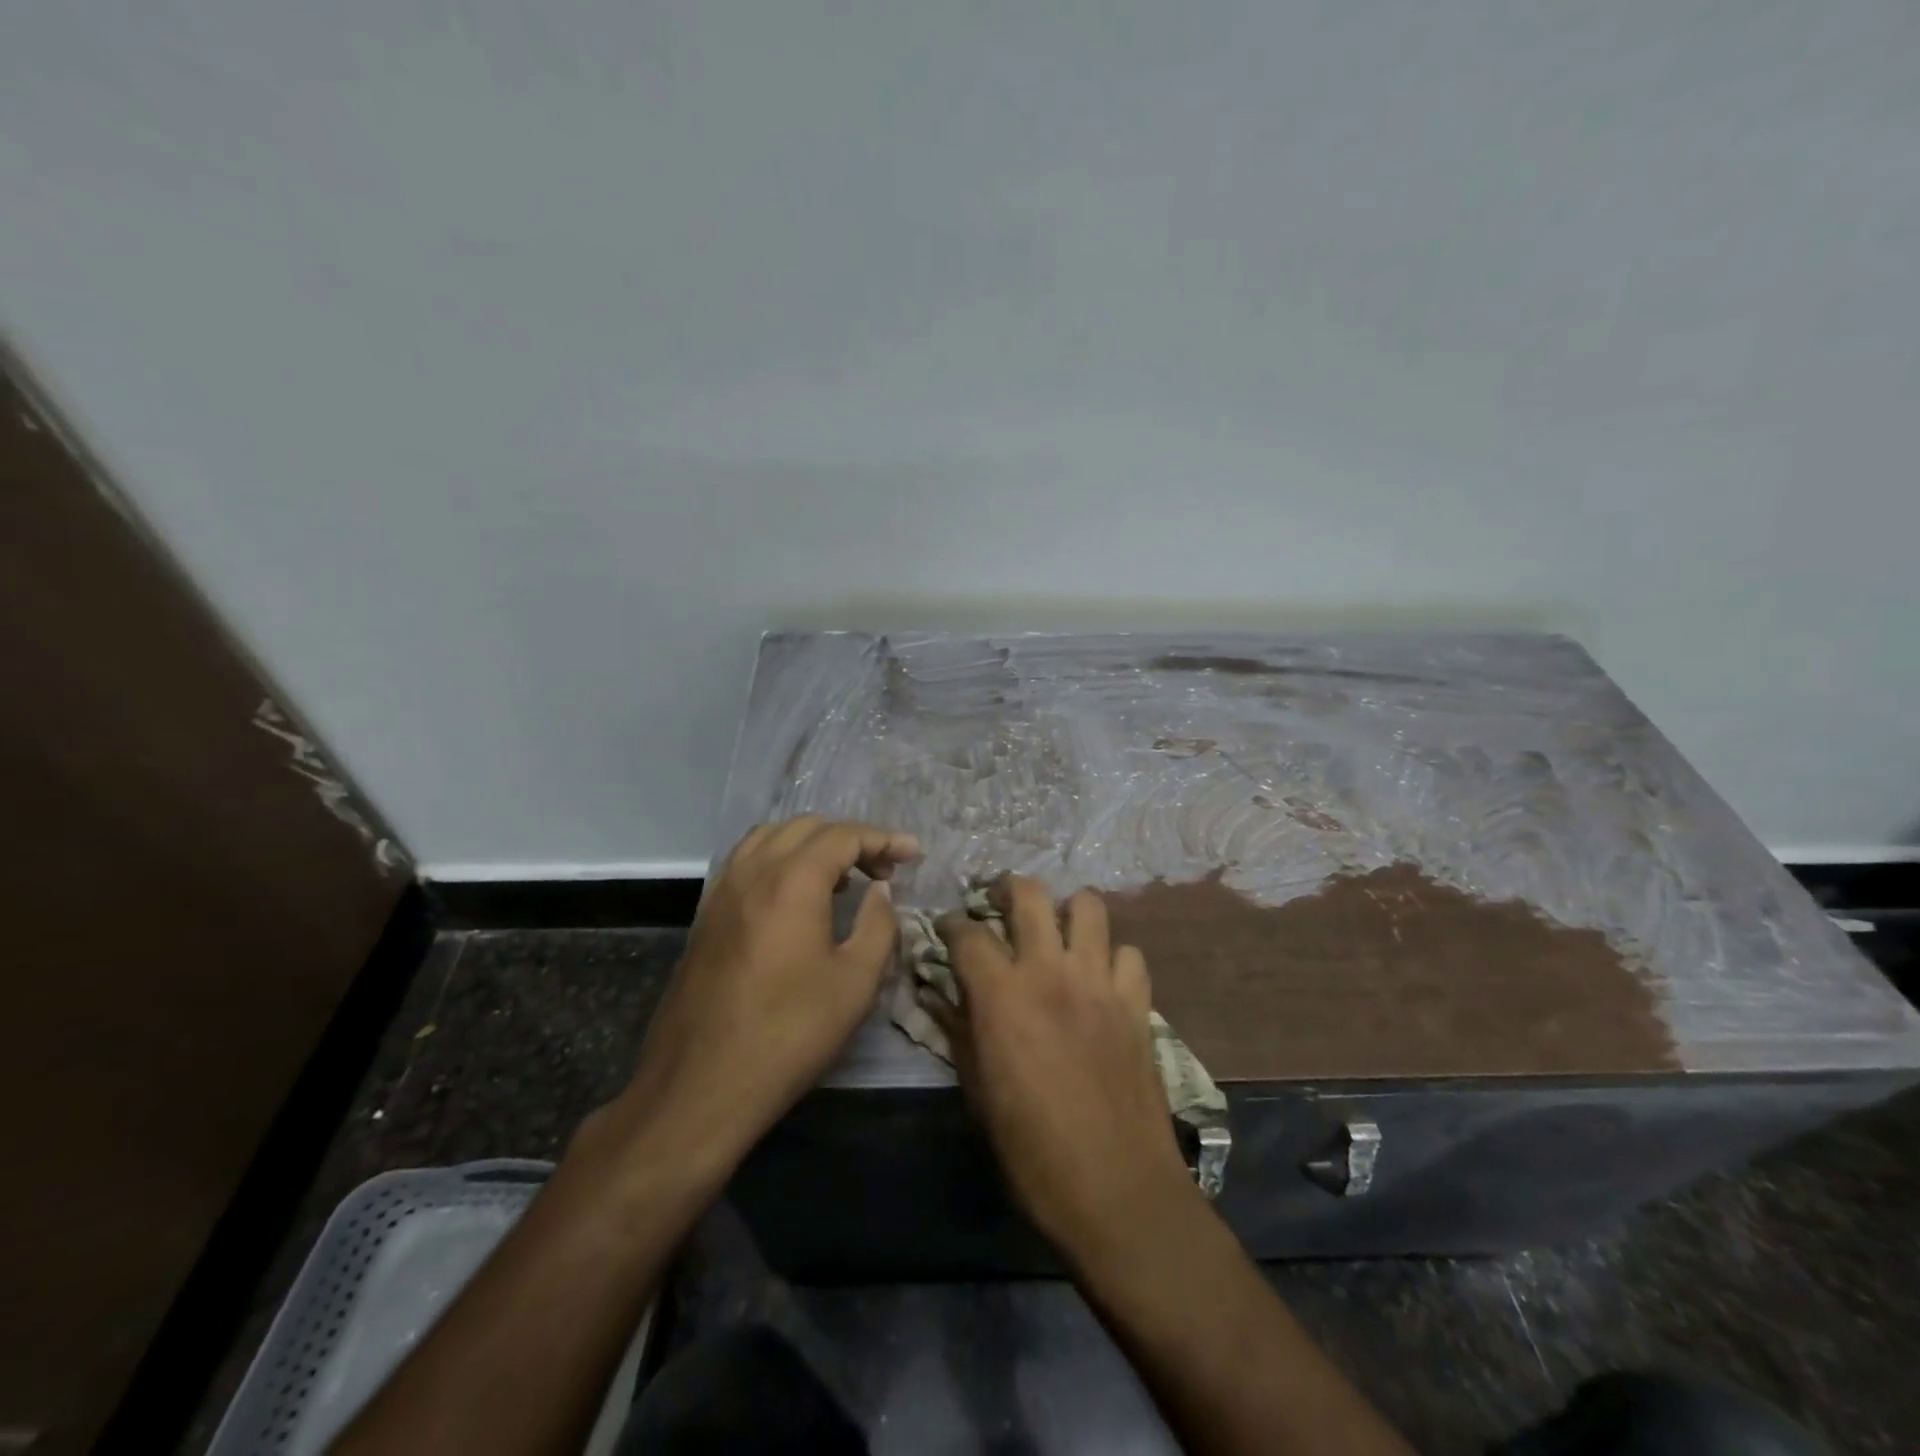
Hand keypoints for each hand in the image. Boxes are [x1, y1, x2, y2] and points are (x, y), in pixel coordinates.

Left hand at [608, 817, 919, 1174]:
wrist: (701, 1085)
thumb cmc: (789, 1033)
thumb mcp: (855, 983)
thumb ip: (878, 924)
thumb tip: (880, 890)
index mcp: (792, 881)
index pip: (844, 837)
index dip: (884, 839)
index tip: (913, 854)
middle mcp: (753, 871)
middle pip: (807, 827)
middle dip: (850, 838)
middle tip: (882, 870)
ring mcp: (723, 890)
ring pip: (771, 837)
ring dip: (811, 843)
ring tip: (840, 877)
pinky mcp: (706, 914)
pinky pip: (747, 861)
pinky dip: (779, 858)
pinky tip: (795, 894)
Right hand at [932, 876, 1195, 1259]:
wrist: (1116, 1191)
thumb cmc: (1032, 1151)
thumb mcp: (978, 1093)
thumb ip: (957, 1031)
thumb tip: (937, 994)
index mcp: (1003, 994)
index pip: (968, 932)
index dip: (951, 924)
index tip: (947, 930)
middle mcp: (1051, 971)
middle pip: (1031, 894)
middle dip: (1008, 889)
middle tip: (1000, 905)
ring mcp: (1100, 982)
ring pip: (1089, 906)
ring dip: (1067, 912)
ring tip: (1056, 934)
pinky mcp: (1138, 1003)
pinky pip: (1128, 954)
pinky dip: (1111, 957)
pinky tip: (1101, 980)